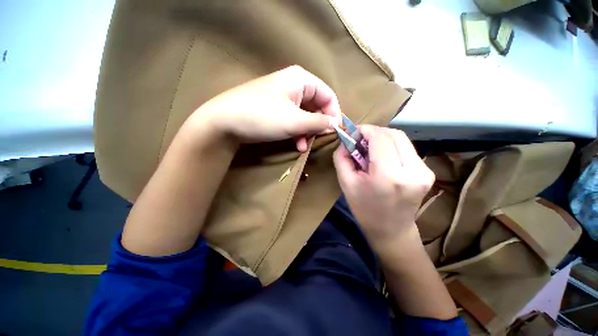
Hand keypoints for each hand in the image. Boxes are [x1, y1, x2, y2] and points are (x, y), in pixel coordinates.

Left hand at [182, 65, 341, 151]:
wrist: (224, 121)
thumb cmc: (263, 116)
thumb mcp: (295, 121)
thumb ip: (319, 122)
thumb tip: (335, 124)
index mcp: (301, 80)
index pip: (328, 95)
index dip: (334, 113)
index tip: (335, 131)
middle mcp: (294, 85)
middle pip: (317, 106)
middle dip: (319, 125)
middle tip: (319, 140)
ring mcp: (283, 98)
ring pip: (305, 115)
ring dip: (307, 132)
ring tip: (304, 146)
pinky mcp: (275, 109)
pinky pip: (294, 120)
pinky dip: (297, 132)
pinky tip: (297, 144)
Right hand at [333, 126, 434, 247]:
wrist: (391, 230)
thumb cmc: (364, 209)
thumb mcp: (345, 183)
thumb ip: (342, 157)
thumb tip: (346, 139)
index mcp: (389, 176)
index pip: (380, 138)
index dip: (365, 130)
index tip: (353, 132)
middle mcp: (412, 171)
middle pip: (394, 134)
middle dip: (374, 132)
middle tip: (359, 140)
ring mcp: (424, 171)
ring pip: (401, 138)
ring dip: (382, 138)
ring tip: (369, 149)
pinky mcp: (427, 172)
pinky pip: (406, 148)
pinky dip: (391, 146)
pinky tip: (381, 156)